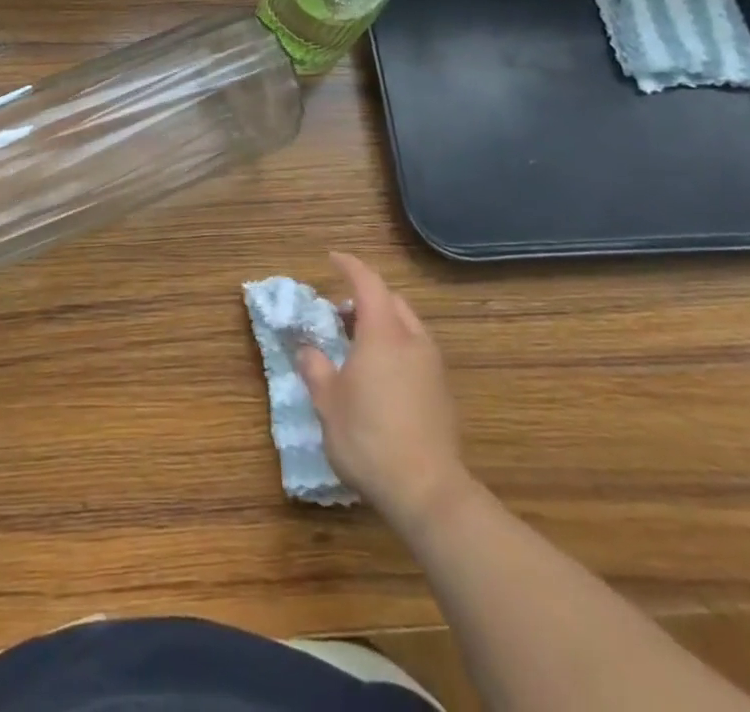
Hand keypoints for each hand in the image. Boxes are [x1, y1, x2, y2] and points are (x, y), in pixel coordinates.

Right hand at [296, 251, 476, 531]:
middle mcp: (412, 340)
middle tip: (338, 309)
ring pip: (407, 326)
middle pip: (391, 301)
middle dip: (366, 296)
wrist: (427, 492)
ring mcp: (432, 366)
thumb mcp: (328, 403)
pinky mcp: (442, 392)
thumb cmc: (369, 437)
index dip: (349, 266)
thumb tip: (307, 350)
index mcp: (383, 333)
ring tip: (356, 342)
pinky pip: (416, 350)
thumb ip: (316, 369)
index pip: (367, 283)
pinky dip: (395, 345)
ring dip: (382, 321)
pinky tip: (379, 372)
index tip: (332, 258)